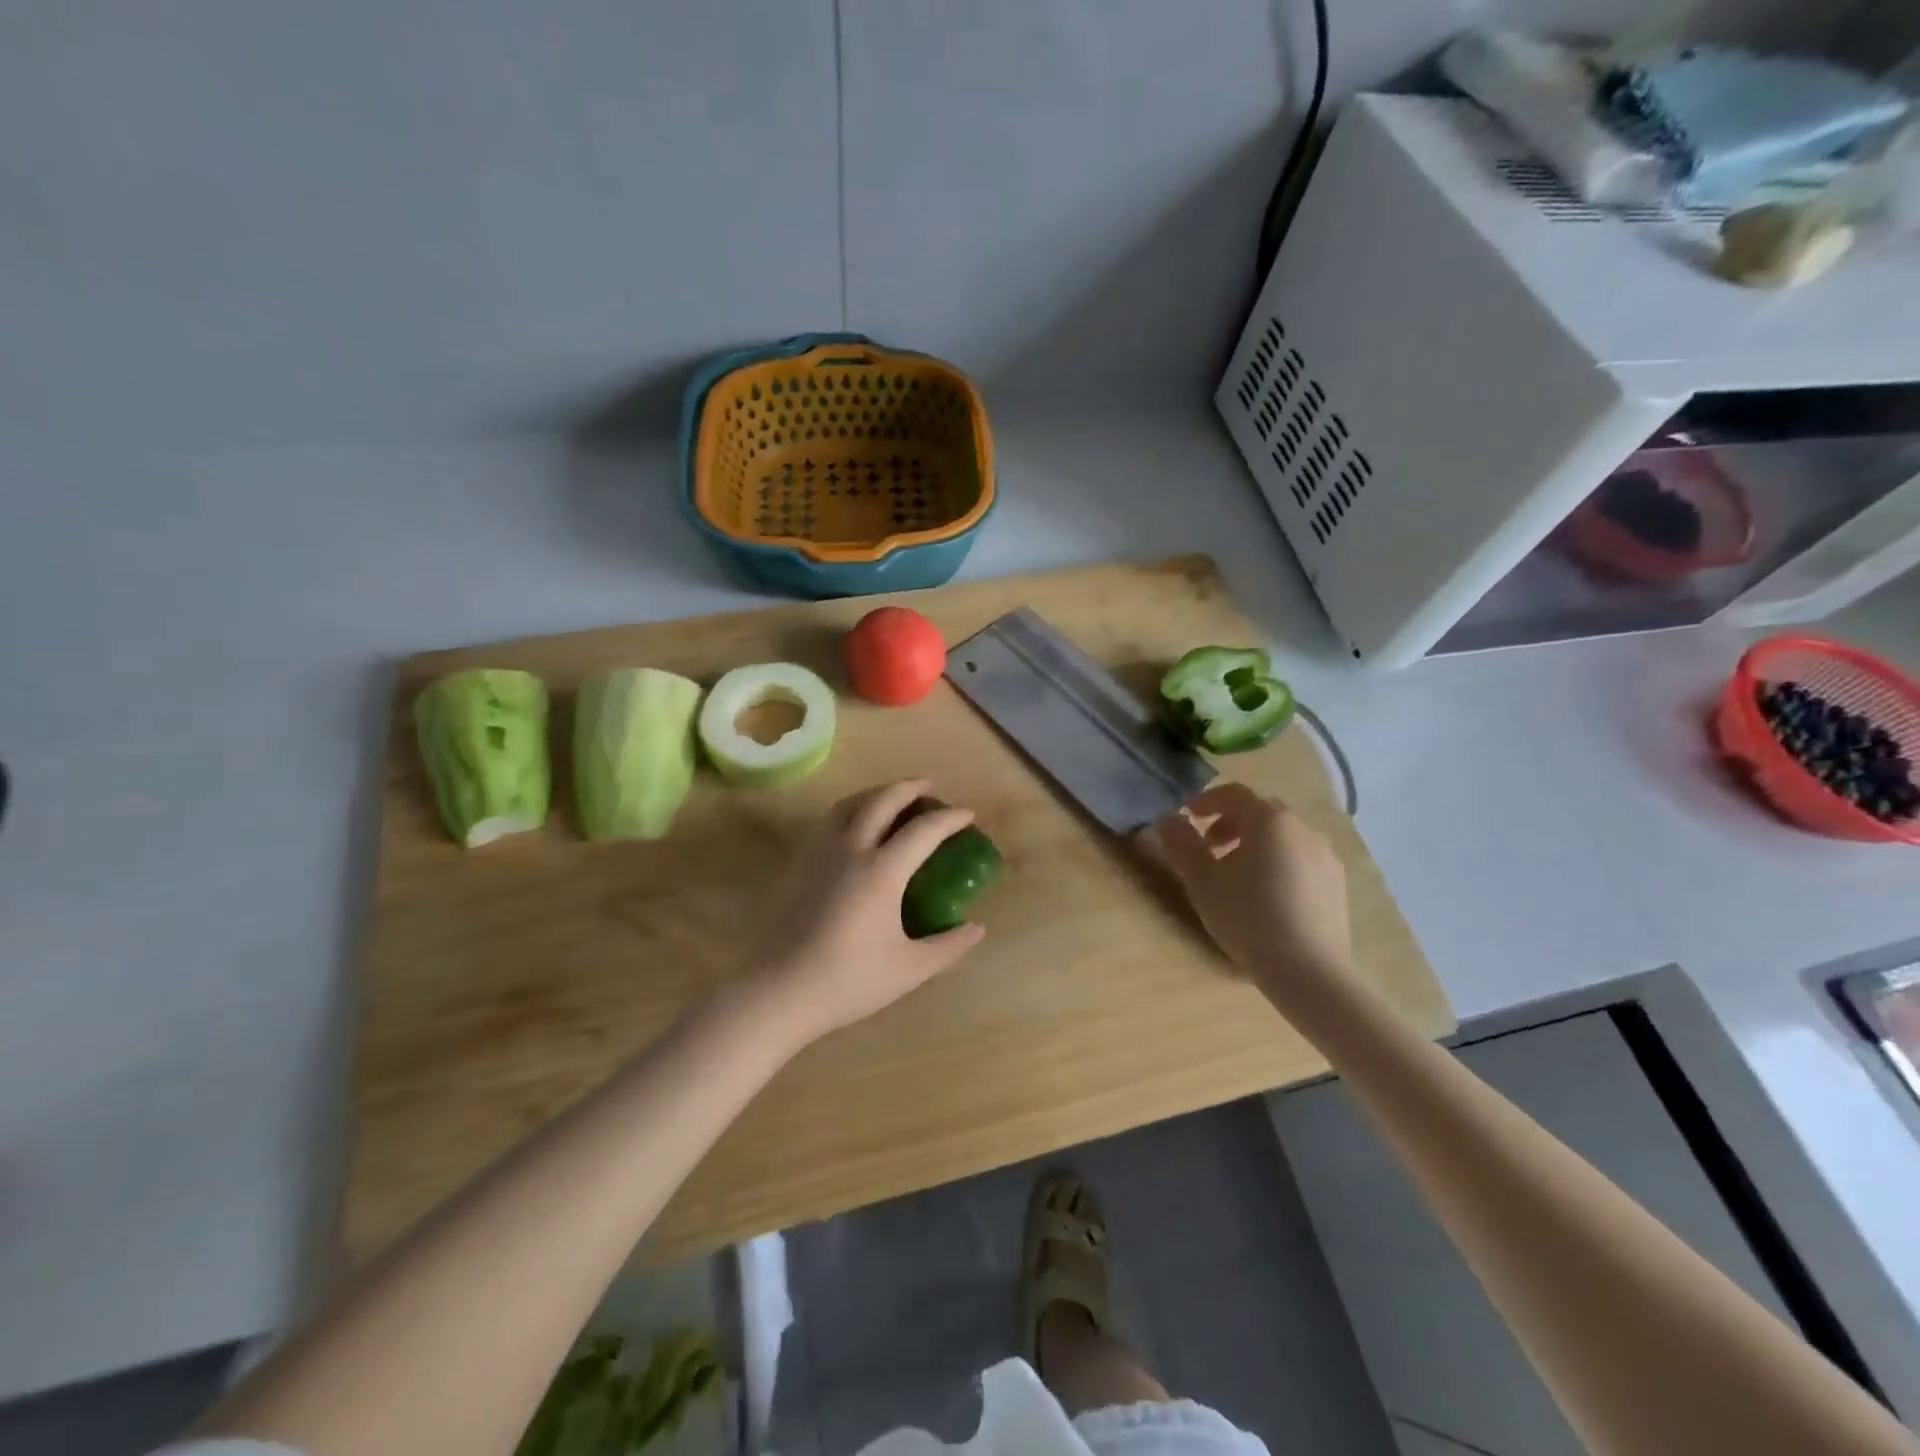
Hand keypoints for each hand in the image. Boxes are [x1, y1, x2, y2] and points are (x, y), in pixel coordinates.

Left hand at [748, 779, 985, 1044]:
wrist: (778, 990)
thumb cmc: (848, 981)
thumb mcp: (909, 969)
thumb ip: (948, 946)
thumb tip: (977, 928)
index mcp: (881, 871)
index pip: (923, 830)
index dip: (950, 819)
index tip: (968, 815)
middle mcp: (850, 850)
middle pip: (882, 800)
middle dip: (910, 787)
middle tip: (929, 786)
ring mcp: (820, 853)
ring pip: (849, 804)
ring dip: (876, 793)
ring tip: (892, 798)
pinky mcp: (799, 864)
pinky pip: (829, 821)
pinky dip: (852, 810)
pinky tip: (856, 828)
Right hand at [1140, 782, 1351, 995]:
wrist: (1310, 971)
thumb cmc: (1248, 917)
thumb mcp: (1203, 881)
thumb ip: (1182, 844)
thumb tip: (1168, 819)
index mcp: (1268, 820)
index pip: (1233, 794)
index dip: (1206, 801)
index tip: (1188, 819)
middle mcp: (1302, 828)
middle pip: (1261, 811)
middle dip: (1231, 822)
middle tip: (1210, 847)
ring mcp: (1325, 855)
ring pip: (1283, 836)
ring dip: (1256, 843)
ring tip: (1238, 876)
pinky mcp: (1338, 883)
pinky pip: (1302, 858)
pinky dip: (1279, 862)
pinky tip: (1268, 896)